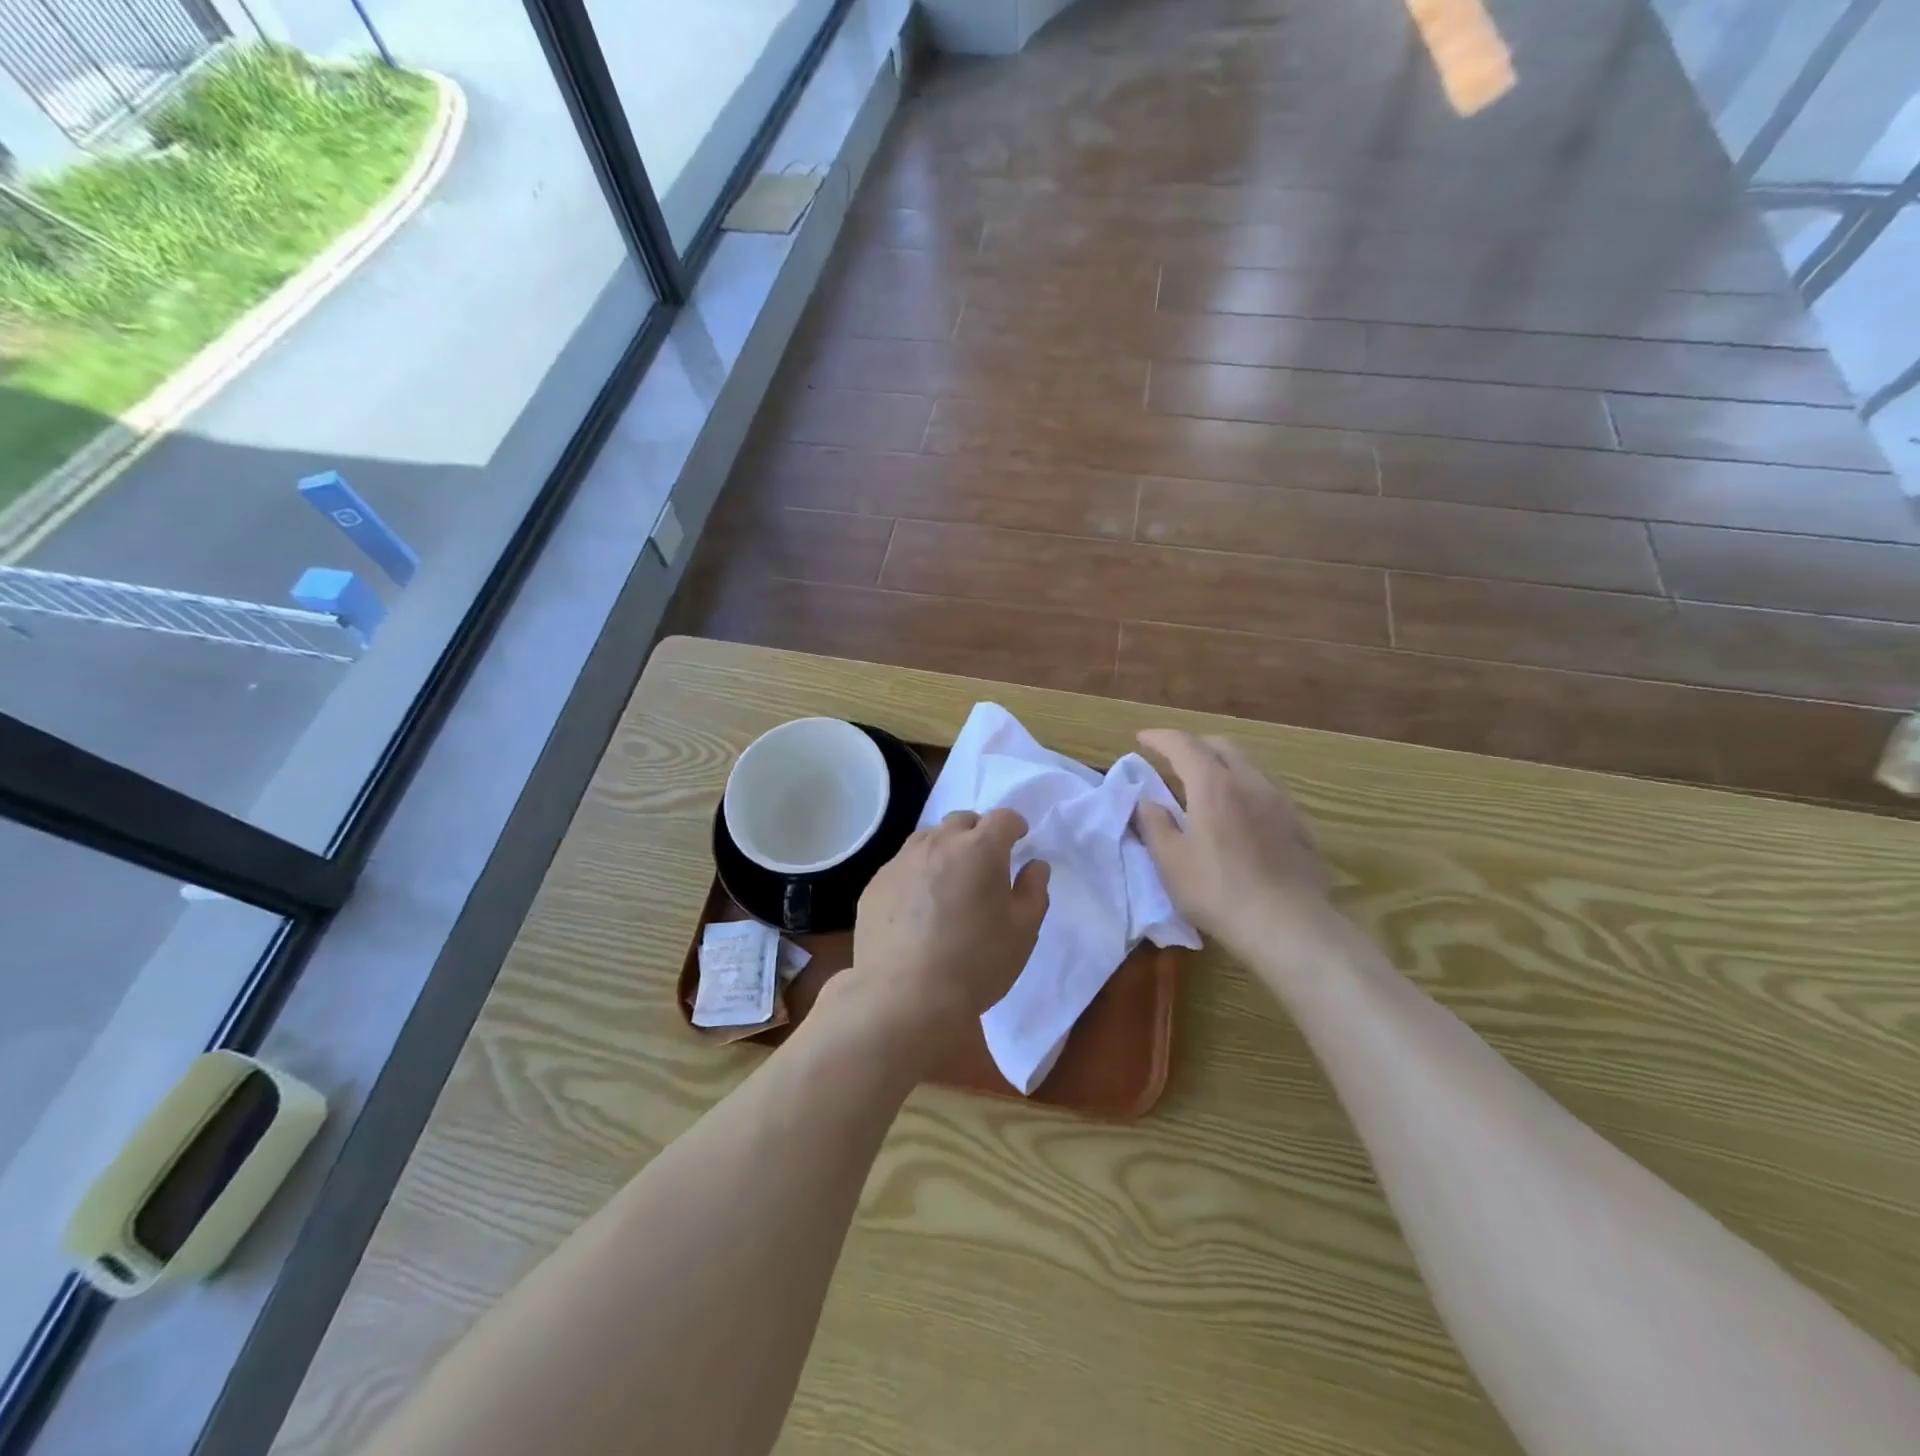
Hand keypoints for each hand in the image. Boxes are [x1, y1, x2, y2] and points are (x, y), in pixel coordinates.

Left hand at [845, 809, 1050, 1048]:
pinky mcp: (875, 884)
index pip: (1003, 817)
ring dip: (944, 848)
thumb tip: (1035, 865)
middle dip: (978, 832)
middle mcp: (938, 844)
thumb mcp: (1023, 932)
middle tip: (985, 862)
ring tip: (949, 880)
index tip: (1019, 839)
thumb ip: (1033, 890)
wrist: (904, 997)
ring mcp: (901, 862)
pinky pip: (902, 865)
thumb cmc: (976, 963)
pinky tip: (918, 906)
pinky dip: (916, 873)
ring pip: (928, 839)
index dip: (1014, 825)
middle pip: (962, 821)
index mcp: (980, 849)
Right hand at [1134, 730, 1340, 966]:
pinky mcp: (1299, 824)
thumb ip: (1154, 824)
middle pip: (1221, 746)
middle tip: (1173, 758)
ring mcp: (1280, 801)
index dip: (1160, 738)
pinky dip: (1244, 786)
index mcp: (1214, 785)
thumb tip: (1146, 800)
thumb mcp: (1170, 861)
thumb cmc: (1218, 891)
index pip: (1183, 745)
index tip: (1141, 739)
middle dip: (1194, 744)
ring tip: (1206, 783)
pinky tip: (1239, 812)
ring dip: (1222, 763)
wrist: (1288, 925)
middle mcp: (1250, 782)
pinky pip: (1267, 788)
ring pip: (1248, 765)